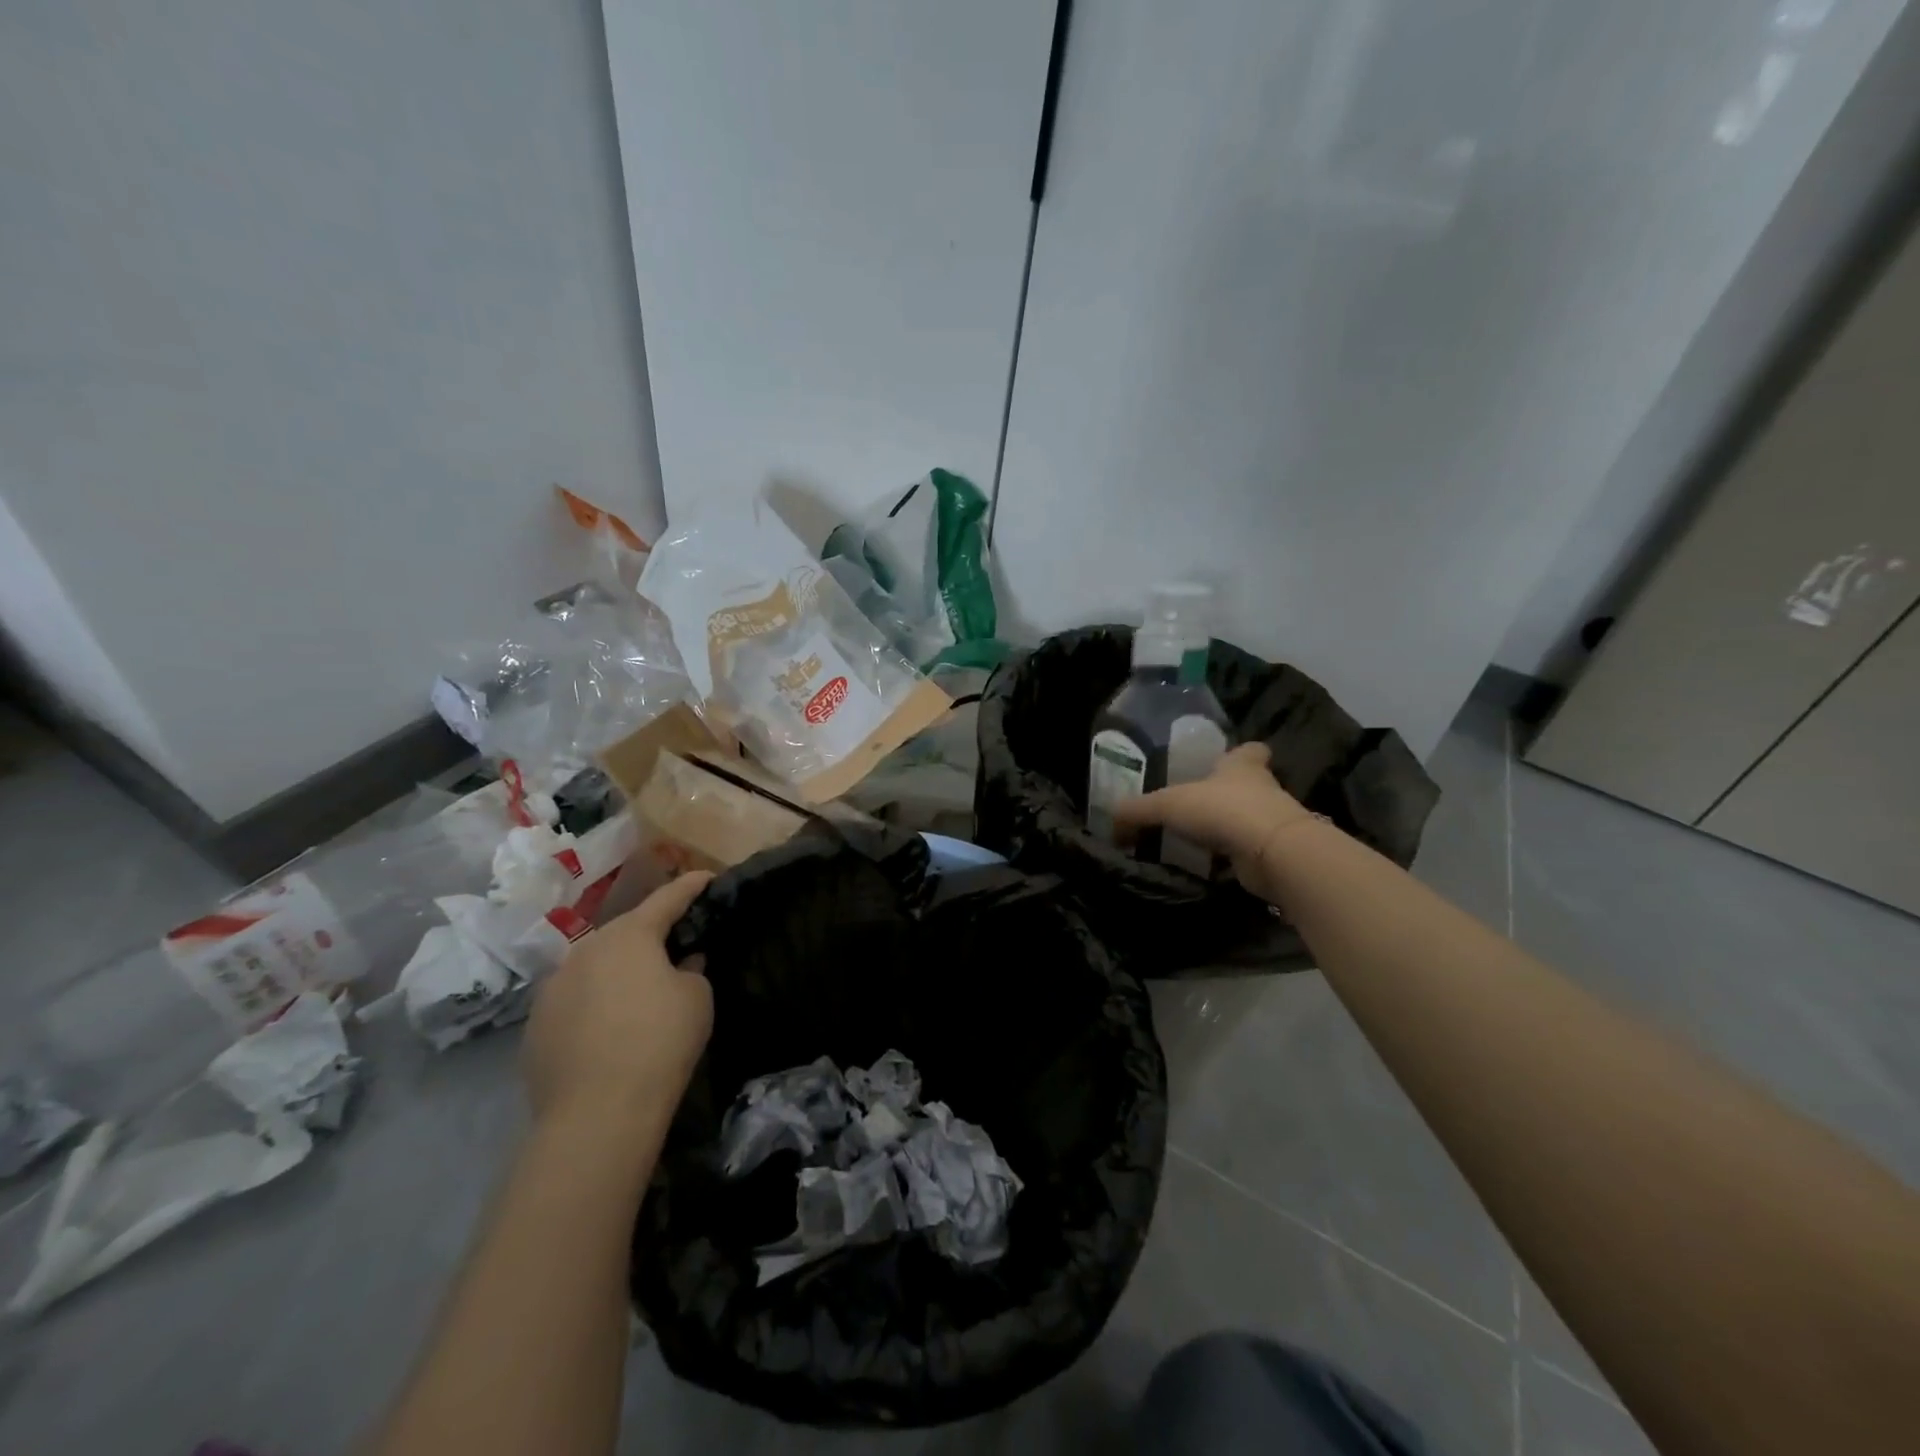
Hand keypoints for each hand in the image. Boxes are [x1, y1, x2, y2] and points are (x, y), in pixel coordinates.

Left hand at [521, 870, 714, 1138]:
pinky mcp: (535, 1026)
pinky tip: (608, 1031)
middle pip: (625, 932)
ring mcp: (553, 988)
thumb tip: (682, 962)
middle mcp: (585, 950)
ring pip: (595, 967)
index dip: (690, 886)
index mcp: (629, 935)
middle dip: (650, 935)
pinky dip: (595, 1005)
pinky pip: (575, 1002)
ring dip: (618, 971)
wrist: (597, 1113)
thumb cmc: (660, 1040)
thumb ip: (692, 968)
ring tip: (638, 993)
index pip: (667, 898)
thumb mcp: (697, 998)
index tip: (706, 877)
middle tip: (675, 944)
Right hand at [1112, 743, 1314, 897]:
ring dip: (1230, 828)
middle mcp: (1262, 789)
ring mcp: (1272, 822)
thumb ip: (1137, 811)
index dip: (1240, 754)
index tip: (1227, 761)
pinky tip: (1210, 865)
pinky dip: (1232, 858)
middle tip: (1200, 804)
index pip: (1250, 751)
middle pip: (1249, 785)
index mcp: (1242, 766)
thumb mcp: (1167, 804)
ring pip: (1249, 819)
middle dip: (1228, 793)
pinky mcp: (1274, 853)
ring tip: (1199, 838)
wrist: (1271, 852)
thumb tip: (1111, 823)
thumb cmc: (1222, 810)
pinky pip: (1247, 851)